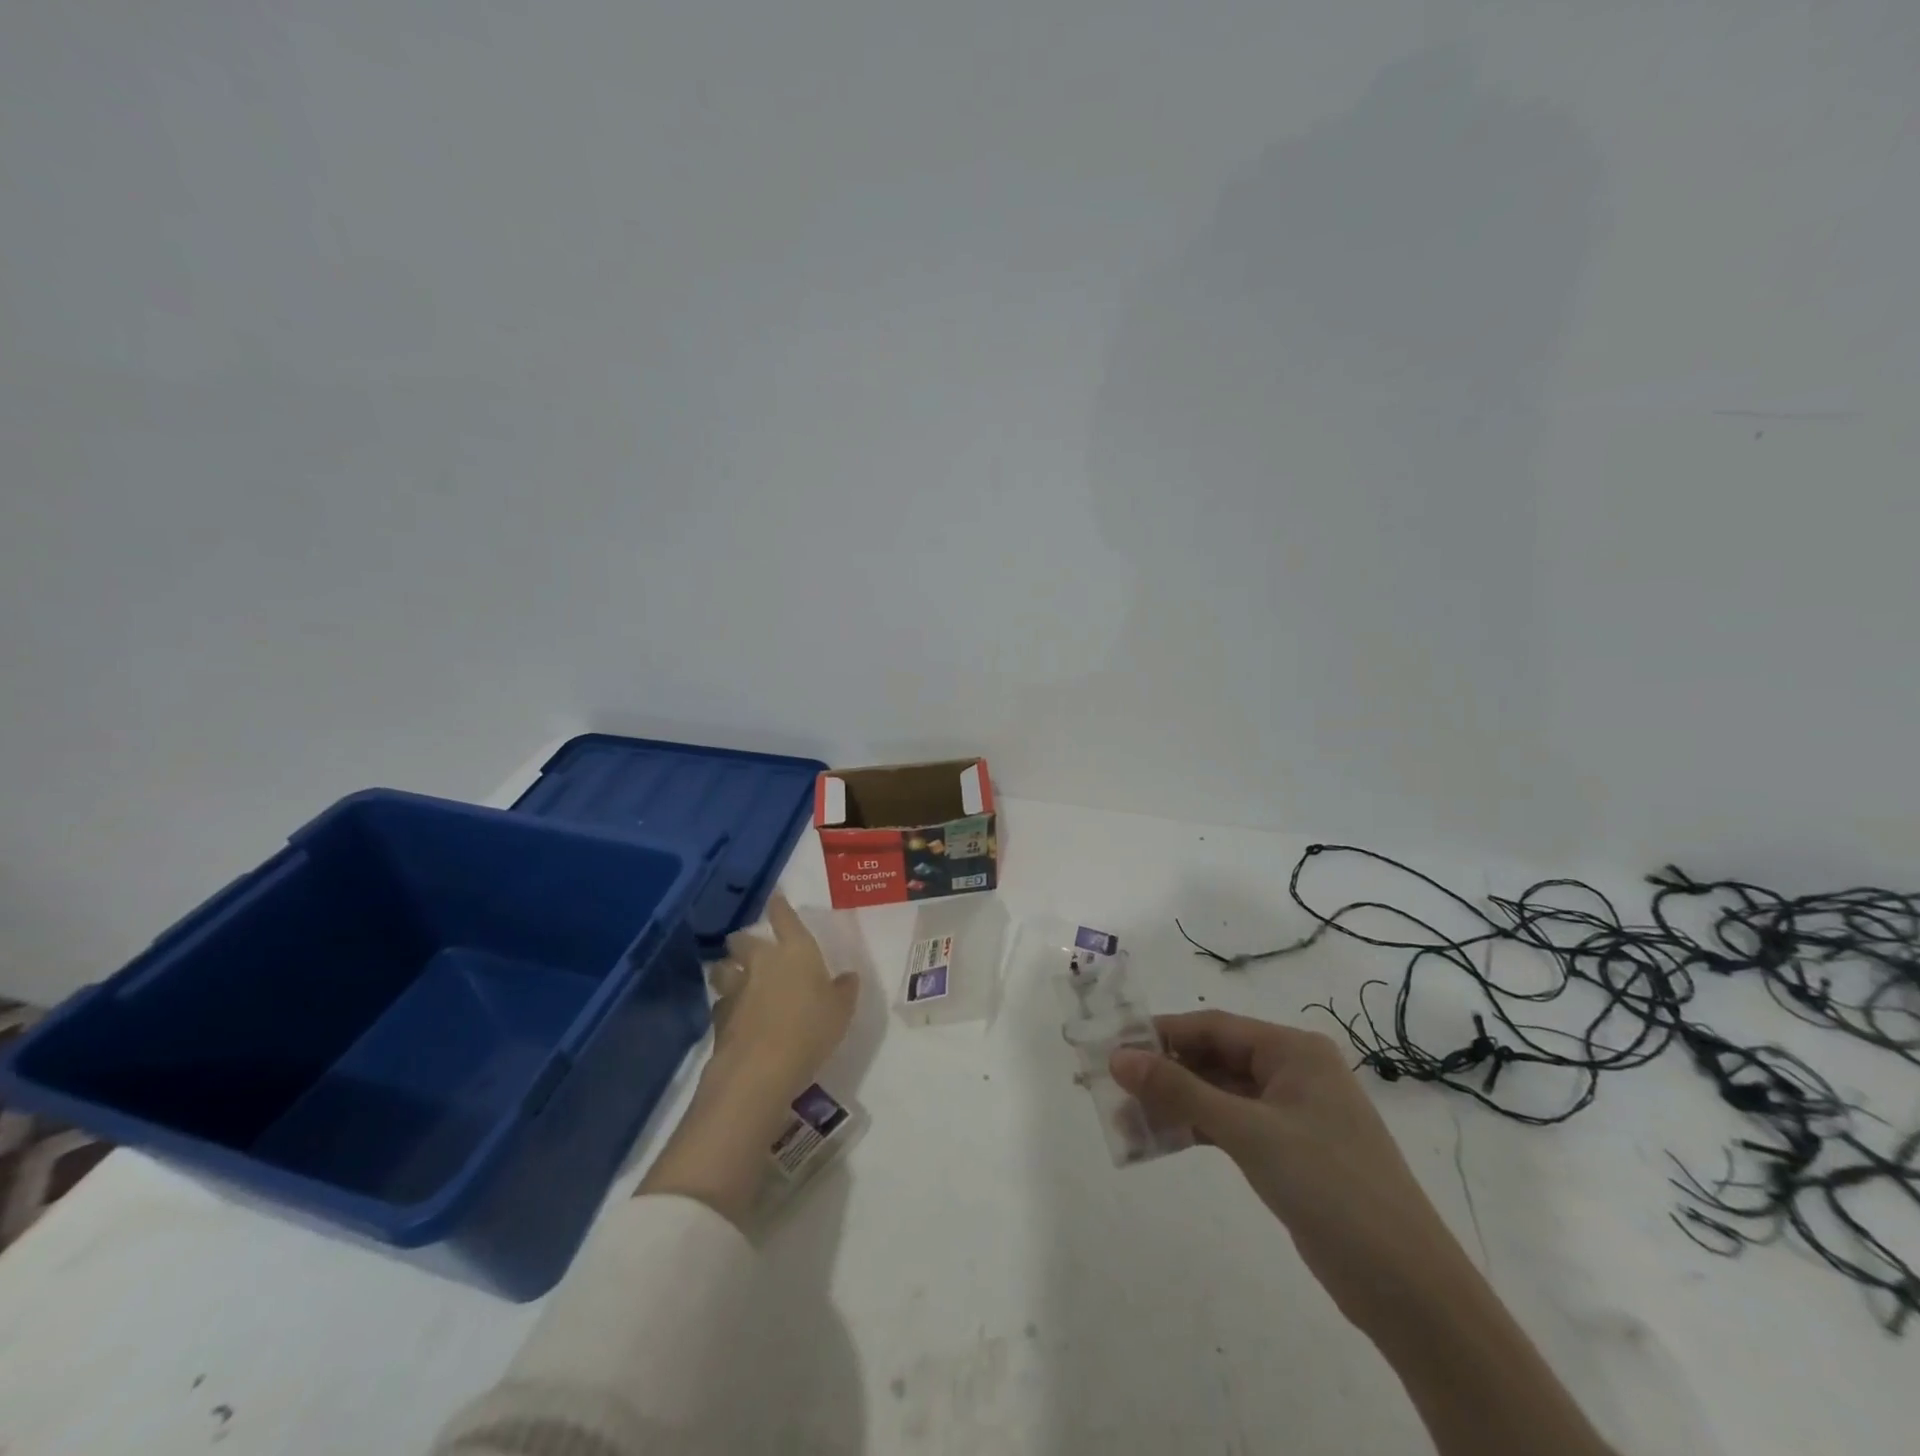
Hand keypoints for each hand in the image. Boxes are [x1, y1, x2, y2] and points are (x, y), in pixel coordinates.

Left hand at [708, 893, 859, 1101]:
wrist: (761, 1067)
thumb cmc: (811, 1029)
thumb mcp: (841, 1011)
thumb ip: (844, 990)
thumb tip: (848, 977)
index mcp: (795, 951)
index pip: (785, 918)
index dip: (780, 906)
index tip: (775, 897)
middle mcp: (762, 961)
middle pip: (742, 939)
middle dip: (743, 940)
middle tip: (748, 947)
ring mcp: (736, 987)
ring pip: (722, 967)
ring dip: (726, 969)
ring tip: (732, 977)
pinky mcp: (719, 1016)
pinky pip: (720, 1002)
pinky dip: (725, 1004)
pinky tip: (733, 1015)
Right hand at [1110, 1011, 1469, 1332]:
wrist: (1409, 1289)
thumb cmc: (1330, 1187)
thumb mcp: (1249, 1133)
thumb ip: (1180, 1091)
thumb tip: (1118, 1058)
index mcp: (1293, 1050)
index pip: (1213, 1027)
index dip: (1161, 1034)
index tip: (1113, 1047)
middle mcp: (1292, 1072)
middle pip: (1214, 1059)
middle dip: (1163, 1072)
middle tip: (1111, 1087)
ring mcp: (1292, 1113)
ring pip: (1219, 1094)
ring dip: (1175, 1104)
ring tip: (1126, 1119)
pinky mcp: (1288, 1151)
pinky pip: (1231, 1126)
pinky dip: (1197, 1130)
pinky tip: (1161, 1140)